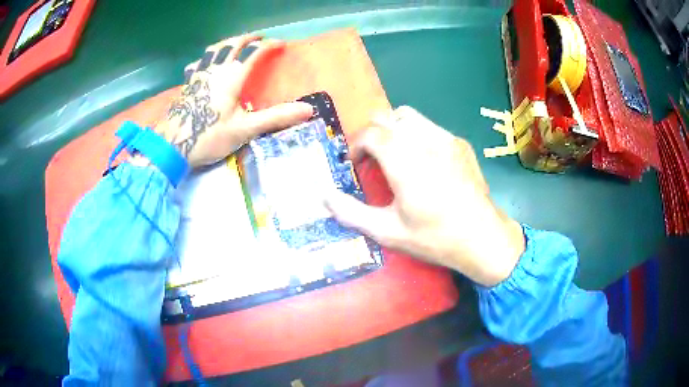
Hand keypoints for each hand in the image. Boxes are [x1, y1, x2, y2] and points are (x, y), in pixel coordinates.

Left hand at [155, 35, 312, 167]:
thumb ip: (276, 117)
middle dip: (248, 38)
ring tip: (234, 44)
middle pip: (232, 44)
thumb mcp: (245, 129)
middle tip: (259, 37)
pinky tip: (205, 64)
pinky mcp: (188, 84)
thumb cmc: (209, 136)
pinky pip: (199, 63)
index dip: (270, 45)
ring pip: (213, 49)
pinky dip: (207, 58)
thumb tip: (308, 110)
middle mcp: (215, 69)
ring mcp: (198, 75)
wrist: (172, 146)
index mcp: (232, 76)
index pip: (254, 52)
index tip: (281, 44)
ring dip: (227, 42)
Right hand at [324, 107, 524, 286]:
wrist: (483, 238)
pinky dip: (416, 136)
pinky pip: (430, 127)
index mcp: (404, 160)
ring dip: (394, 131)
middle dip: (372, 134)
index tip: (354, 166)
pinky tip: (423, 163)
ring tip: (395, 157)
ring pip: (409, 116)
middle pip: (387, 116)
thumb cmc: (434, 238)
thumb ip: (351, 212)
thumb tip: (323, 196)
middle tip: (372, 160)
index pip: (370, 133)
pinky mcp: (460, 144)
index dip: (355, 146)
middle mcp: (424, 140)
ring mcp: (446, 139)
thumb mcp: (388, 231)